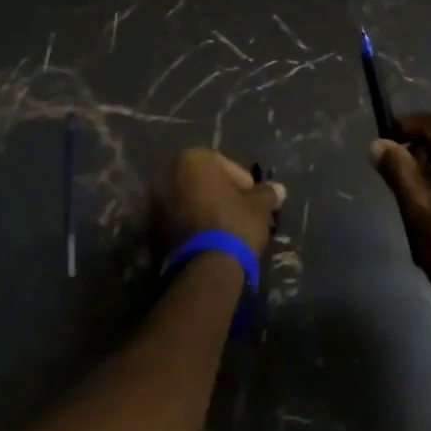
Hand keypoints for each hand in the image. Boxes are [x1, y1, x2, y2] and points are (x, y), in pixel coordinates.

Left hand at [156, 148, 285, 258]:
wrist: (204, 270)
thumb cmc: (233, 225)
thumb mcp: (258, 208)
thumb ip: (267, 194)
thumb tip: (279, 189)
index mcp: (193, 159)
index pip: (225, 166)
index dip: (243, 184)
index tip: (254, 201)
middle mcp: (169, 174)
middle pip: (204, 182)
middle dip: (221, 195)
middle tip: (241, 213)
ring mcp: (156, 202)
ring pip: (189, 201)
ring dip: (206, 210)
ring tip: (226, 230)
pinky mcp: (151, 230)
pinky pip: (178, 220)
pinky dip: (193, 226)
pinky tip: (210, 242)